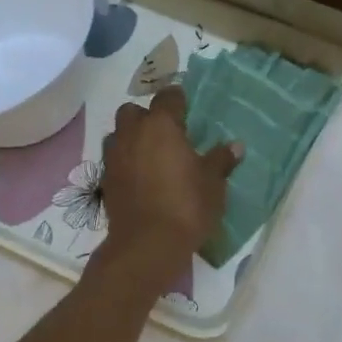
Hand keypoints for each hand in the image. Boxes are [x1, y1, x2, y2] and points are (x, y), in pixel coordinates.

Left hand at [99, 87, 239, 279]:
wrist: (147, 245)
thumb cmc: (186, 205)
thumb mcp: (212, 183)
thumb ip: (221, 160)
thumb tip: (236, 146)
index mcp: (161, 125)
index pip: (167, 97)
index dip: (178, 99)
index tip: (188, 108)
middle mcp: (132, 134)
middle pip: (132, 111)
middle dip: (147, 117)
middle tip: (167, 134)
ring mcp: (114, 157)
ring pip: (119, 135)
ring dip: (132, 138)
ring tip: (152, 155)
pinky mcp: (105, 181)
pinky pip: (115, 160)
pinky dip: (126, 162)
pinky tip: (142, 178)